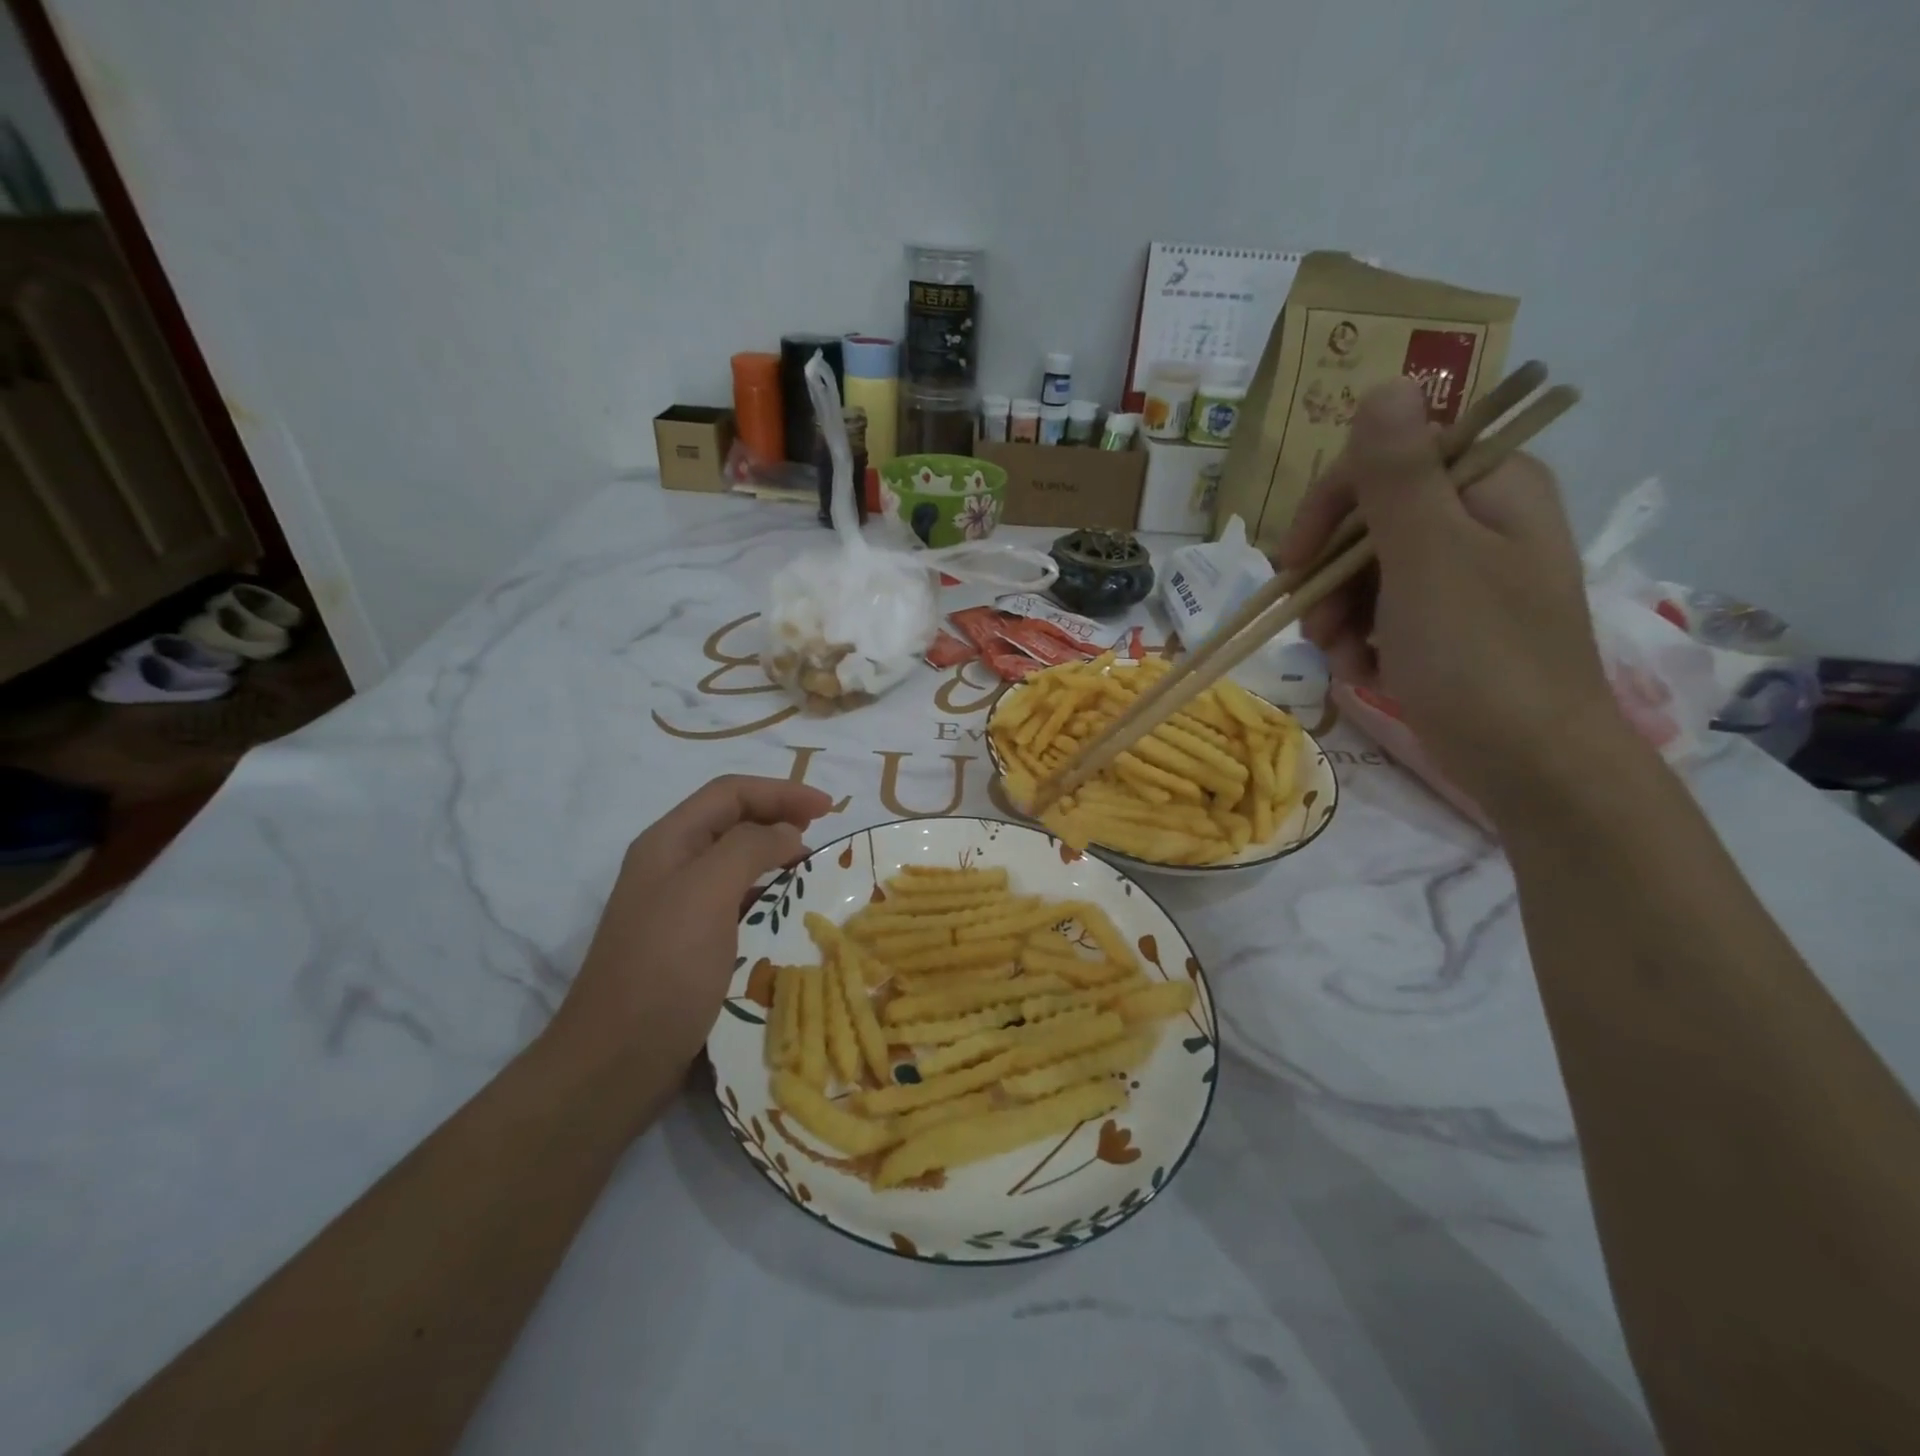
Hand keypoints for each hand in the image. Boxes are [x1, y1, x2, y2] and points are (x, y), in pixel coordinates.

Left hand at [547, 776, 832, 1112]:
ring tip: (813, 872)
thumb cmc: (664, 968)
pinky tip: (788, 914)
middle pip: (733, 822)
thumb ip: (750, 848)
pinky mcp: (691, 944)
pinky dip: (767, 896)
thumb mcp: (707, 892)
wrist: (616, 1062)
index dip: (781, 791)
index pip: (730, 793)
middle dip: (780, 819)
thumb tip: (788, 833)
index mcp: (669, 842)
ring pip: (736, 863)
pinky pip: (737, 902)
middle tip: (825, 838)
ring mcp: (679, 906)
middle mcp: (672, 865)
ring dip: (776, 858)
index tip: (829, 809)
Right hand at [1278, 377, 1624, 812]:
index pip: (1384, 461)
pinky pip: (1381, 612)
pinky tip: (1363, 673)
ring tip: (1340, 659)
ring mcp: (1463, 575)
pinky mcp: (1449, 624)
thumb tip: (1386, 382)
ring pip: (1366, 572)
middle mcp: (1478, 519)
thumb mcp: (1429, 559)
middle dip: (1330, 576)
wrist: (1532, 766)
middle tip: (1314, 625)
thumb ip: (1398, 475)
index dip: (1328, 507)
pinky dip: (1360, 642)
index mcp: (1489, 485)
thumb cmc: (1479, 658)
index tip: (1292, 562)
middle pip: (1368, 521)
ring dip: (1337, 615)